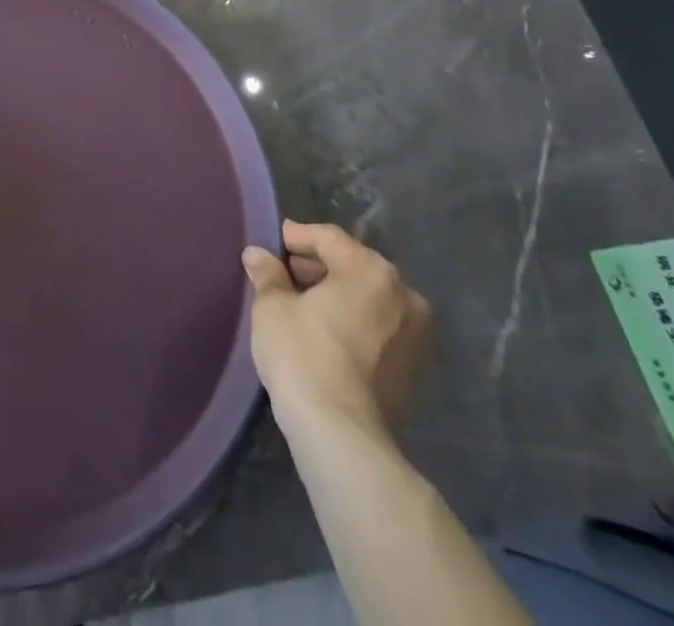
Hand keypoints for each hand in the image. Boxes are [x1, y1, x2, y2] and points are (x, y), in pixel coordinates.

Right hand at [242, 221, 431, 446]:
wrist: (341, 435)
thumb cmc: (303, 355)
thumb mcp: (272, 306)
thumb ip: (268, 274)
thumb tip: (258, 255)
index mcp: (370, 270)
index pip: (327, 238)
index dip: (295, 238)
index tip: (270, 247)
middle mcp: (403, 294)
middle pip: (352, 264)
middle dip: (316, 266)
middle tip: (281, 276)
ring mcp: (415, 333)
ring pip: (367, 296)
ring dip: (335, 294)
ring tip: (300, 304)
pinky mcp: (414, 366)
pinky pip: (378, 325)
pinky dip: (353, 320)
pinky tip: (324, 332)